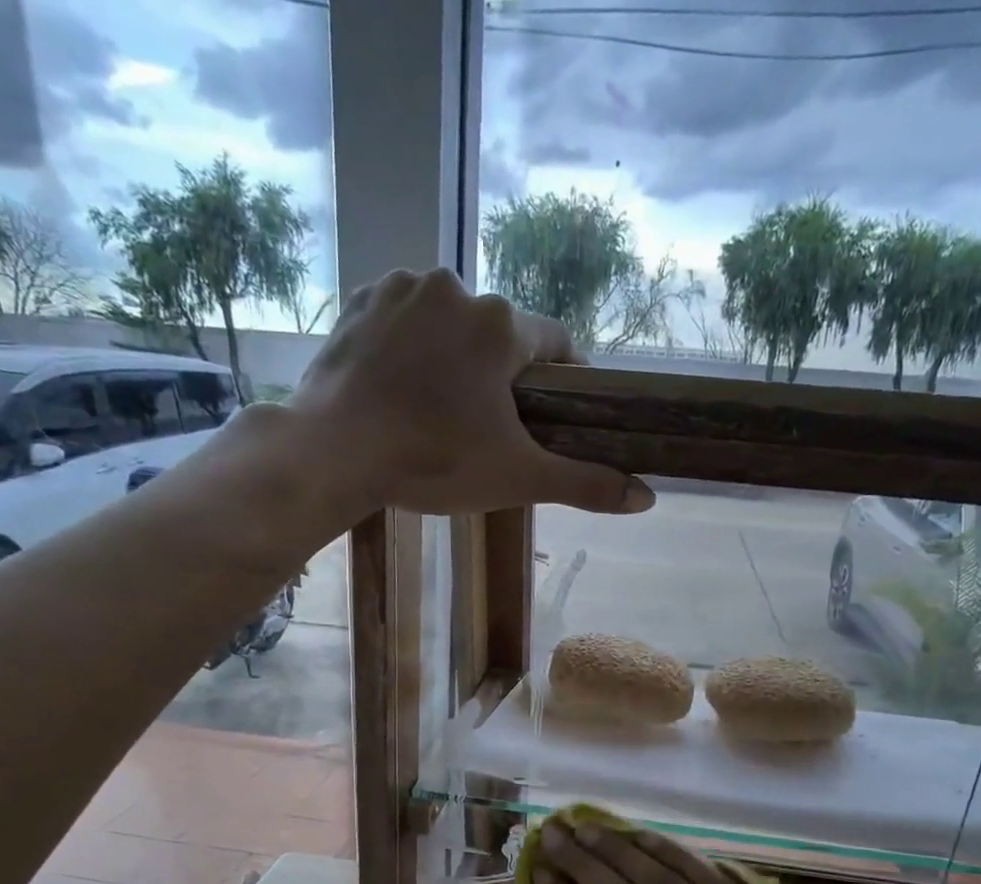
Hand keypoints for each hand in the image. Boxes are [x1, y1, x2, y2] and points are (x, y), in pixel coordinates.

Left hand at [285, 268, 654, 518]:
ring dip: (452, 356)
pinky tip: (398, 386)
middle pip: (499, 335)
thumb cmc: (434, 462)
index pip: (557, 343)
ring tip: (436, 409)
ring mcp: (402, 288)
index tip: (553, 413)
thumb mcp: (518, 479)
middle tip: (485, 426)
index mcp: (503, 325)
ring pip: (448, 323)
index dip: (562, 379)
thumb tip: (647, 499)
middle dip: (500, 374)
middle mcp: (457, 287)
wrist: (333, 451)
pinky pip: (401, 318)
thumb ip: (585, 484)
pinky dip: (408, 345)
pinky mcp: (359, 300)